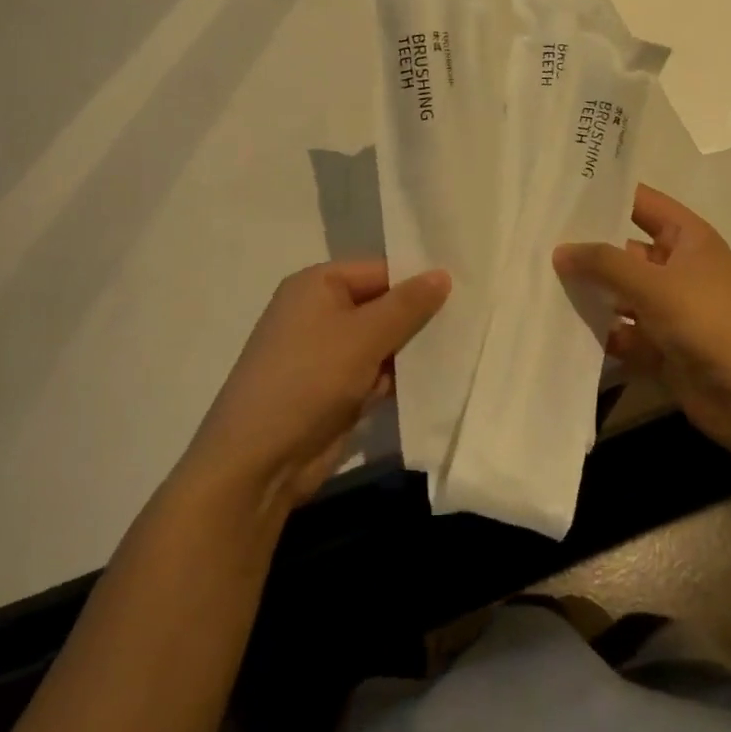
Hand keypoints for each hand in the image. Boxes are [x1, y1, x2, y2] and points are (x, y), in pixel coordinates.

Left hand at [182, 261, 449, 513]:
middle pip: (382, 305)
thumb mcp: (364, 336)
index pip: (380, 270)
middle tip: (472, 321)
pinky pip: (376, 374)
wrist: (259, 461)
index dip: (419, 281)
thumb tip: (443, 274)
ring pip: (382, 343)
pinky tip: (437, 381)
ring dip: (413, 351)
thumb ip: (407, 305)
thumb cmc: (309, 380)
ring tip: (464, 349)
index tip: (465, 291)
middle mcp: (320, 313)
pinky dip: (399, 379)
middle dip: (420, 317)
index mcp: (317, 285)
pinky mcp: (334, 391)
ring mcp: (326, 355)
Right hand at [554, 185, 730, 465]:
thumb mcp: (654, 284)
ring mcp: (669, 309)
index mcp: (687, 237)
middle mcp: (677, 267)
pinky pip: (622, 332)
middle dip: (585, 250)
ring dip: (588, 294)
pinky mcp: (662, 347)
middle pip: (623, 250)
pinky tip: (557, 329)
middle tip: (532, 242)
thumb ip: (604, 263)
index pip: (640, 203)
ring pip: (619, 294)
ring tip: (535, 284)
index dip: (604, 196)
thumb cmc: (711, 322)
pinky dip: (599, 333)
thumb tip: (560, 250)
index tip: (557, 193)